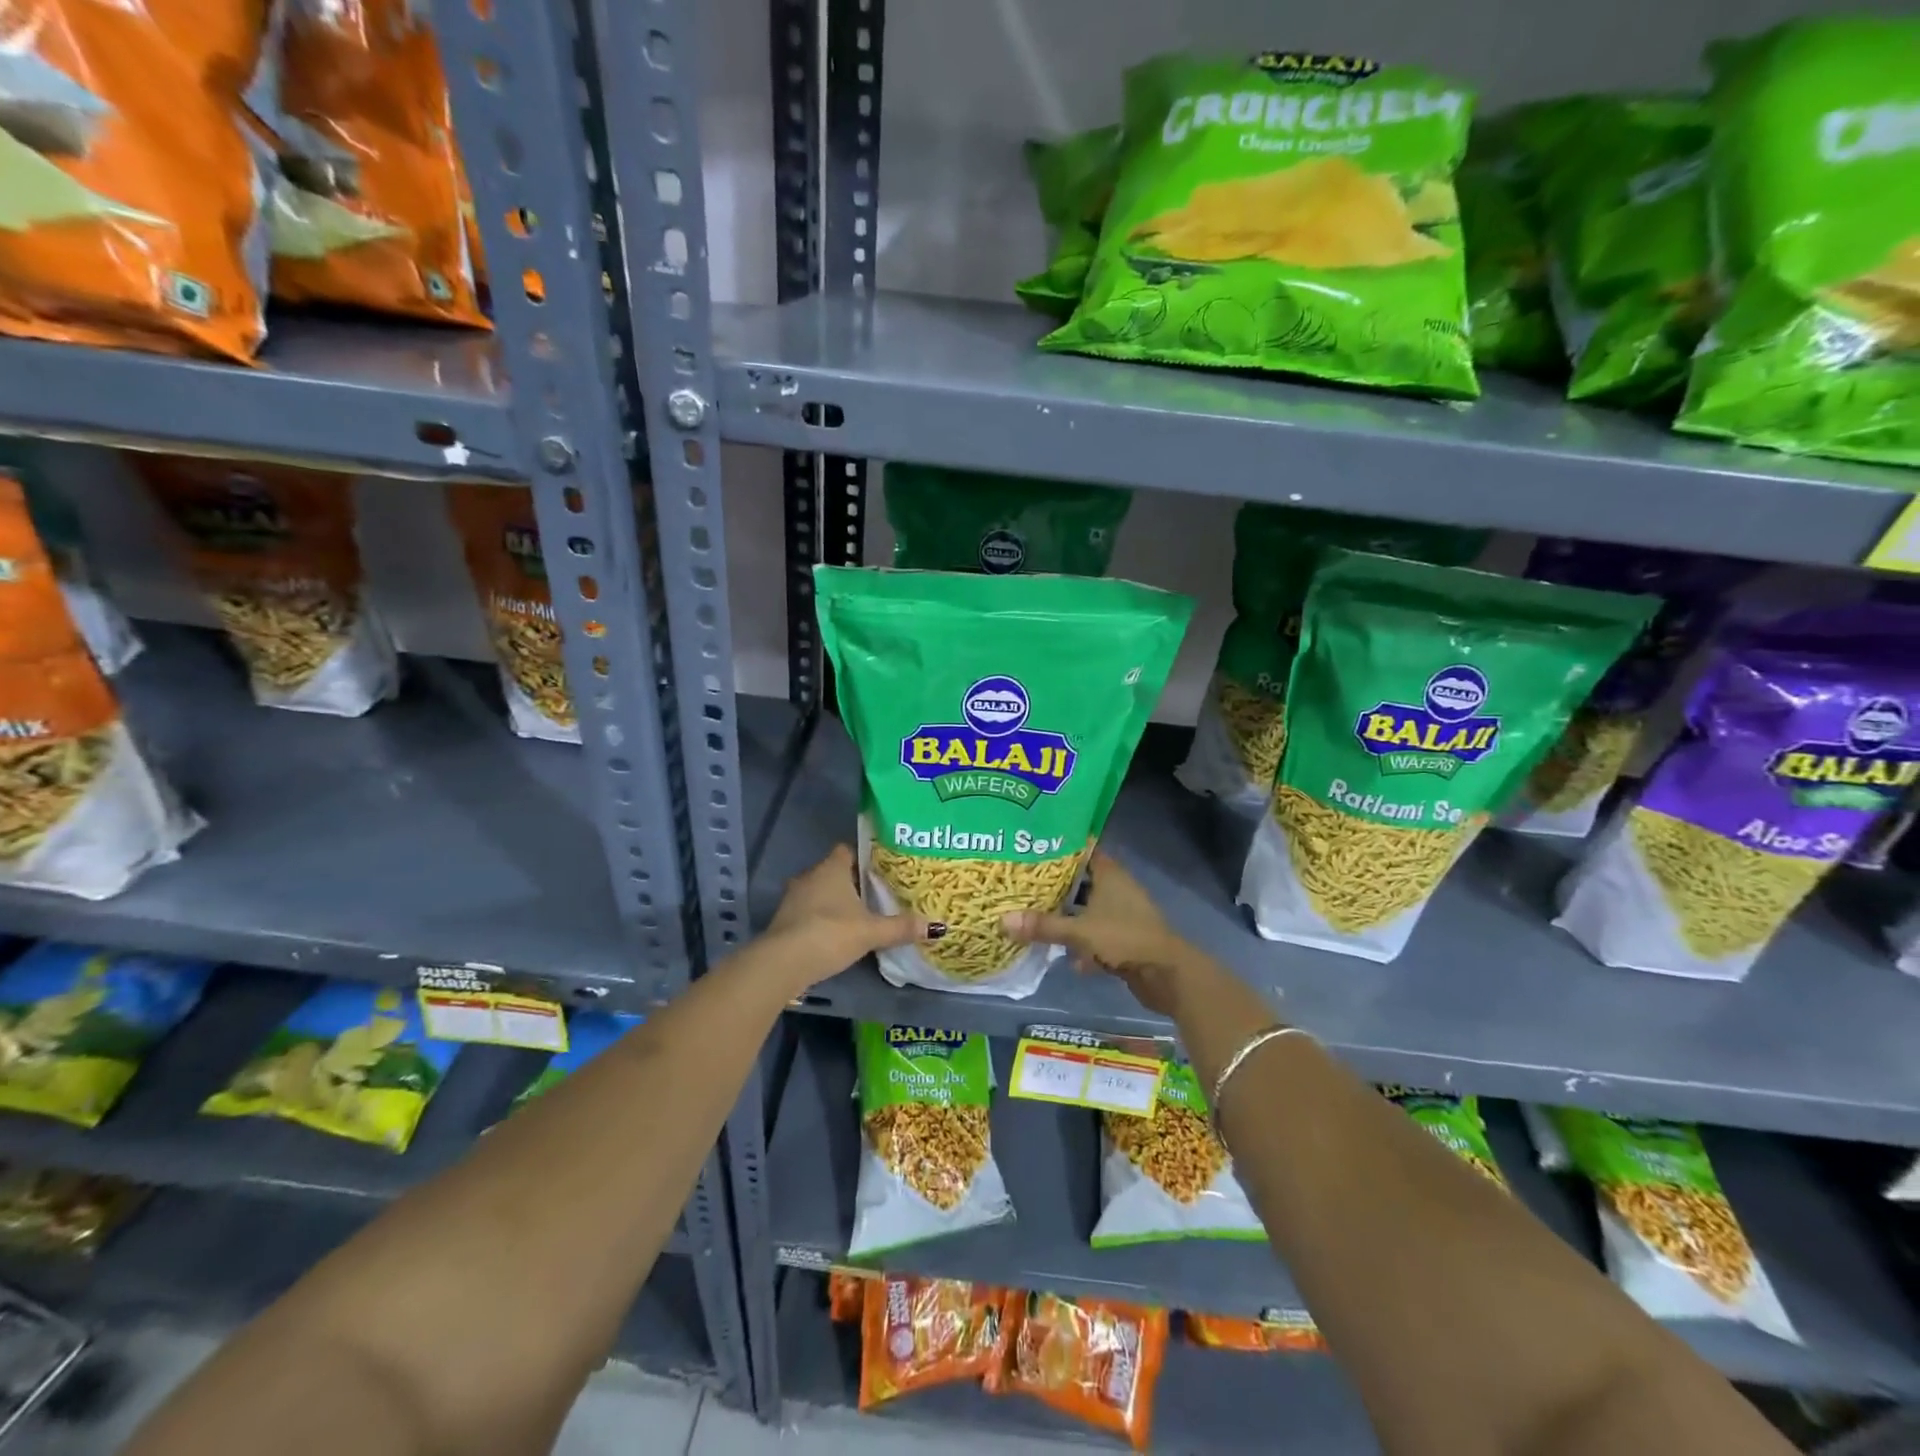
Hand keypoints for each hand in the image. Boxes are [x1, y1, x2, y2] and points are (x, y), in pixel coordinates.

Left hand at [764, 845, 928, 985]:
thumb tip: (935, 926)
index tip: (882, 868)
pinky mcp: (784, 920)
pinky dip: (822, 919)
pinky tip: (837, 934)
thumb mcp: (871, 932)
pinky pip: (809, 912)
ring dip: (835, 902)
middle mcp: (810, 876)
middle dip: (853, 882)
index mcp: (831, 868)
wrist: (783, 963)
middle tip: (877, 894)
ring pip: (820, 893)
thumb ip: (900, 927)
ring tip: (860, 915)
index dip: (864, 857)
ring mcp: (793, 898)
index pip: (848, 850)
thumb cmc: (830, 933)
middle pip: (835, 872)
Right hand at [1001, 851, 1201, 1016]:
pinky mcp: (1125, 938)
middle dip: (1056, 887)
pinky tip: (1068, 957)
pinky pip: (1097, 935)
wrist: (1167, 974)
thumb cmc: (1125, 938)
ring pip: (1088, 909)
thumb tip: (1002, 920)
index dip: (1059, 849)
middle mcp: (1117, 888)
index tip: (1031, 848)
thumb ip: (1043, 926)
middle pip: (1081, 881)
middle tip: (1024, 885)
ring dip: (1068, 917)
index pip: (1082, 850)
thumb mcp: (1080, 931)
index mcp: (1110, 874)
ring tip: (1036, 918)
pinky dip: (1083, 943)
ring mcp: (1123, 914)